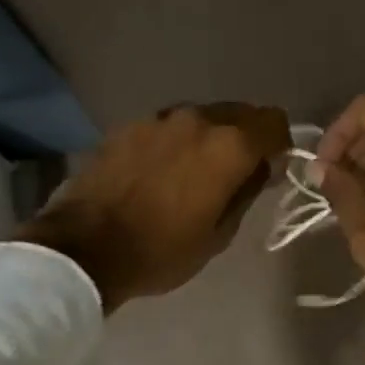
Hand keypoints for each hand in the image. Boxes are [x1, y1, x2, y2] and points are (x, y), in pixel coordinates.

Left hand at [18, 102, 290, 310]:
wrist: (84, 249)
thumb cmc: (160, 251)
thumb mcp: (218, 235)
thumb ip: (246, 192)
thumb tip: (260, 168)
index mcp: (227, 146)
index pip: (273, 122)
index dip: (280, 144)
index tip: (271, 168)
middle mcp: (196, 119)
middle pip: (238, 113)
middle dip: (245, 138)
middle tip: (235, 173)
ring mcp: (158, 119)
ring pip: (201, 118)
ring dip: (208, 139)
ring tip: (193, 174)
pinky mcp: (127, 126)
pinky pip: (168, 127)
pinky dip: (175, 142)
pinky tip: (160, 172)